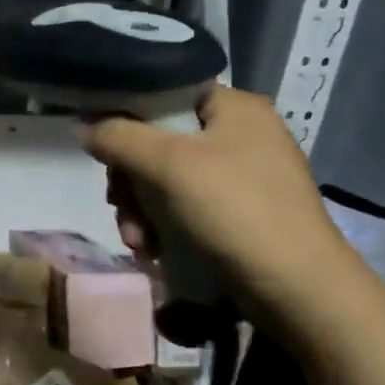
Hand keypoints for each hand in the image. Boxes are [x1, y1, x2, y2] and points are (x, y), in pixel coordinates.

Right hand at [81, 84, 366, 334]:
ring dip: (140, 208)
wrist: (299, 292)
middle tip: (119, 205)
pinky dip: (162, 224)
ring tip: (137, 241)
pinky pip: (184, 204)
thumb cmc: (234, 212)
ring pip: (165, 176)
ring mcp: (242, 174)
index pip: (164, 92)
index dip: (126, 115)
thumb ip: (118, 137)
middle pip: (158, 139)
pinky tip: (154, 250)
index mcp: (234, 107)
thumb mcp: (166, 165)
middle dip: (130, 178)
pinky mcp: (240, 212)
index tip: (104, 150)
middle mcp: (241, 133)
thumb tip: (85, 127)